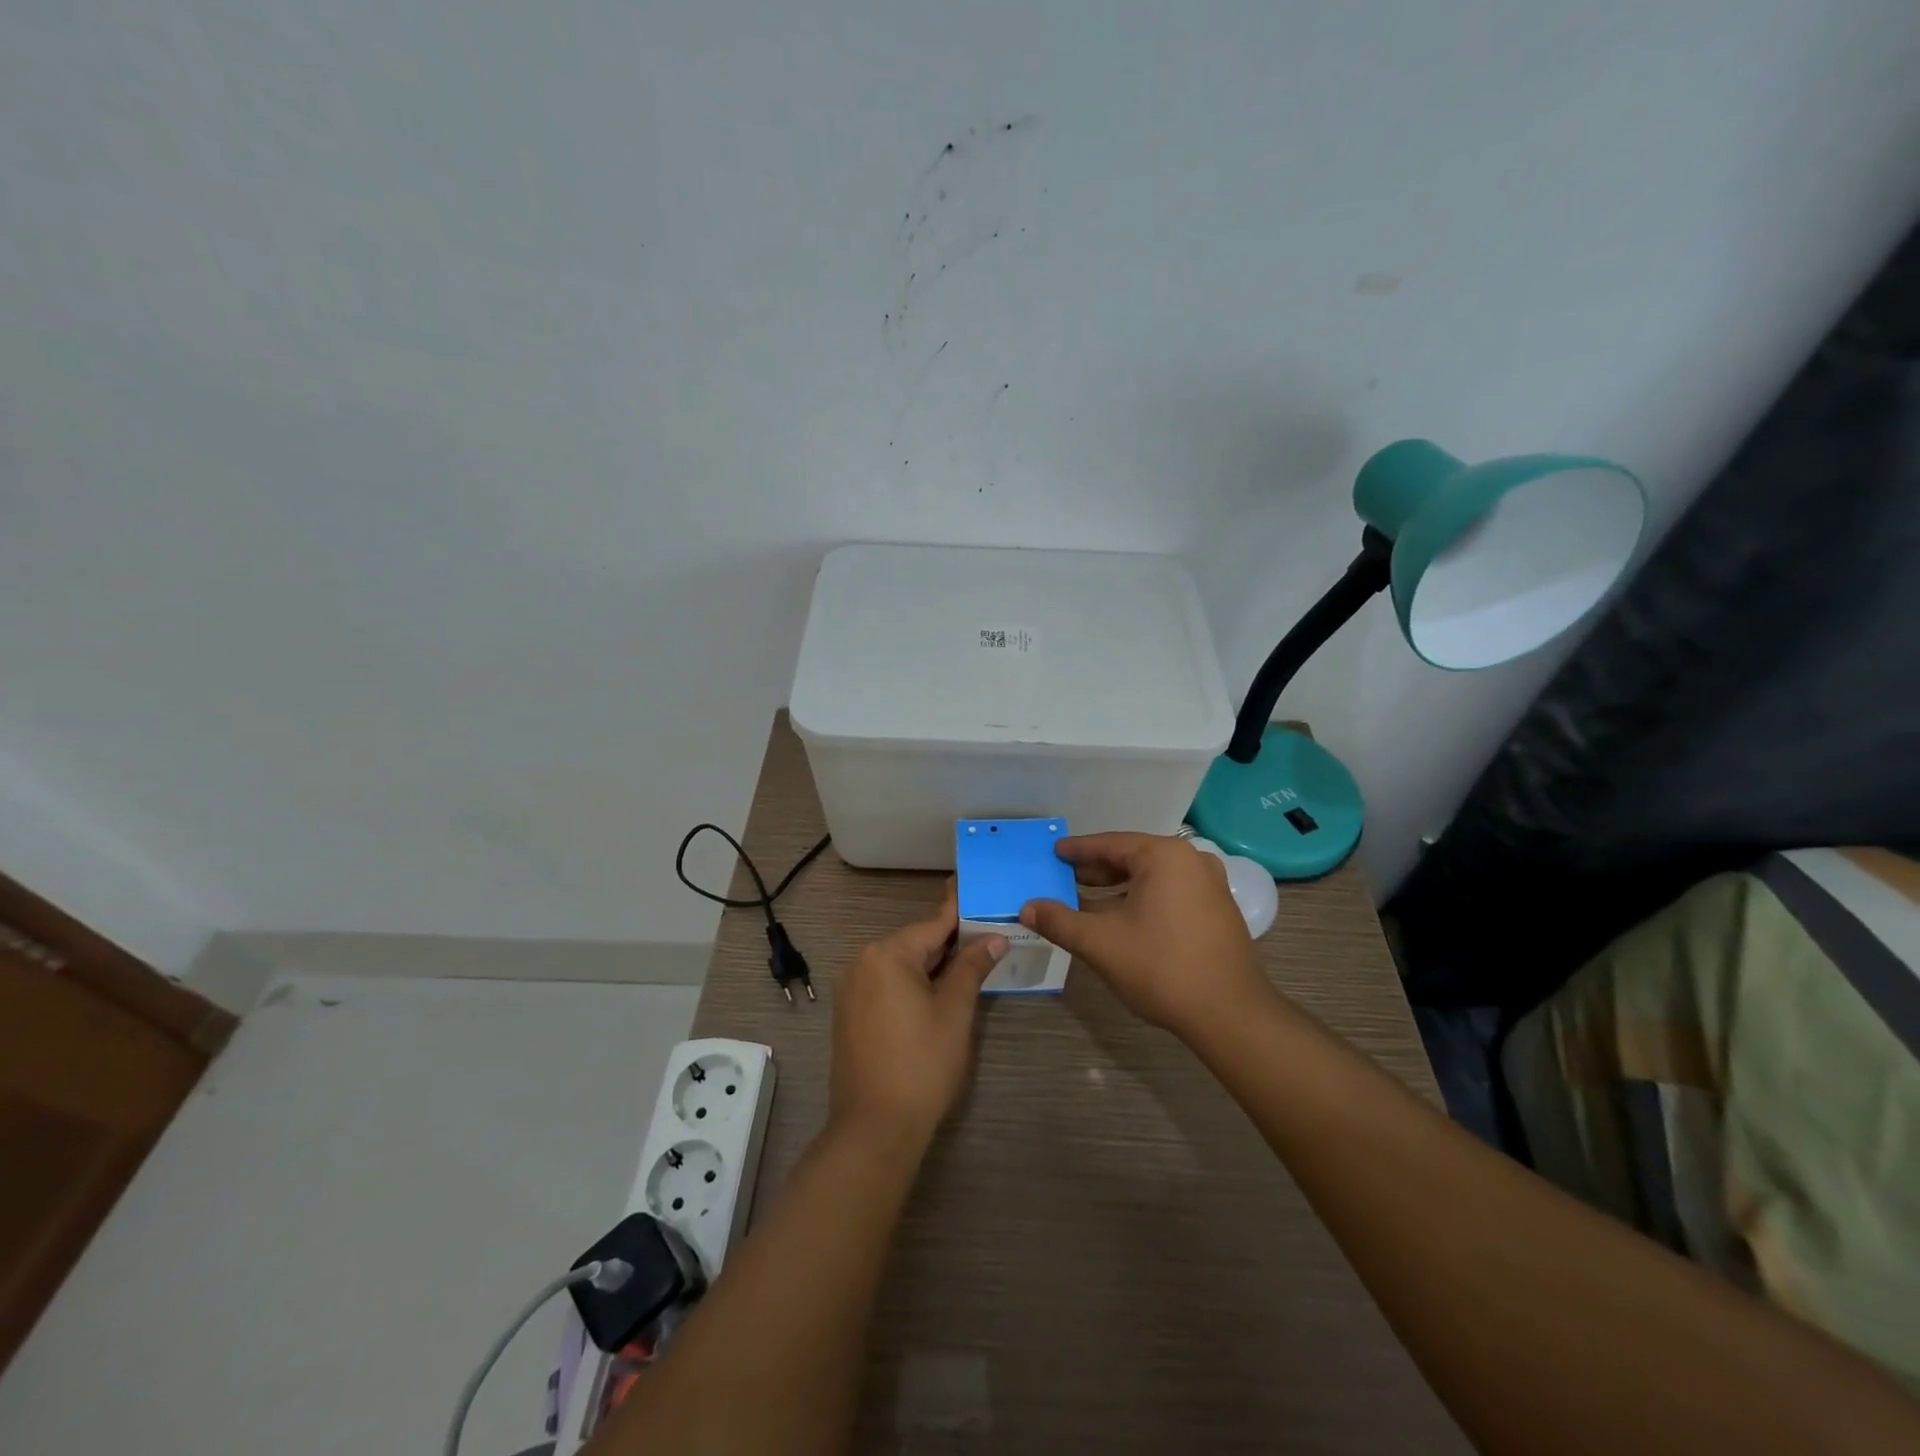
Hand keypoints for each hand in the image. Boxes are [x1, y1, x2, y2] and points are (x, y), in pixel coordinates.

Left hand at [829, 885, 1005, 1143]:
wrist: (875, 1128)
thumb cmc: (922, 1063)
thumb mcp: (955, 1011)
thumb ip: (972, 967)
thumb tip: (995, 938)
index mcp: (887, 954)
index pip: (933, 924)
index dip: (959, 910)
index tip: (975, 887)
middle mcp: (863, 962)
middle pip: (915, 943)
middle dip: (950, 943)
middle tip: (988, 938)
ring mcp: (852, 989)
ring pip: (901, 965)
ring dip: (933, 966)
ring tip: (971, 965)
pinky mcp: (850, 1014)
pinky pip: (887, 985)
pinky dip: (912, 984)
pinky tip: (938, 994)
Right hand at [1020, 832, 1269, 1038]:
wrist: (1229, 1015)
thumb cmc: (1161, 967)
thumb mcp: (1100, 943)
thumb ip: (1059, 921)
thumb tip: (1026, 908)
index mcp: (1164, 856)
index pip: (1110, 844)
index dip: (1078, 850)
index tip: (1054, 852)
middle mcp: (1192, 861)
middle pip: (1133, 858)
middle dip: (1097, 870)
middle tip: (1065, 878)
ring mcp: (1211, 885)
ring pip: (1152, 878)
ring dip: (1118, 889)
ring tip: (1087, 902)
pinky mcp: (1219, 911)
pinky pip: (1170, 893)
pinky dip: (1142, 901)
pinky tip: (1122, 920)